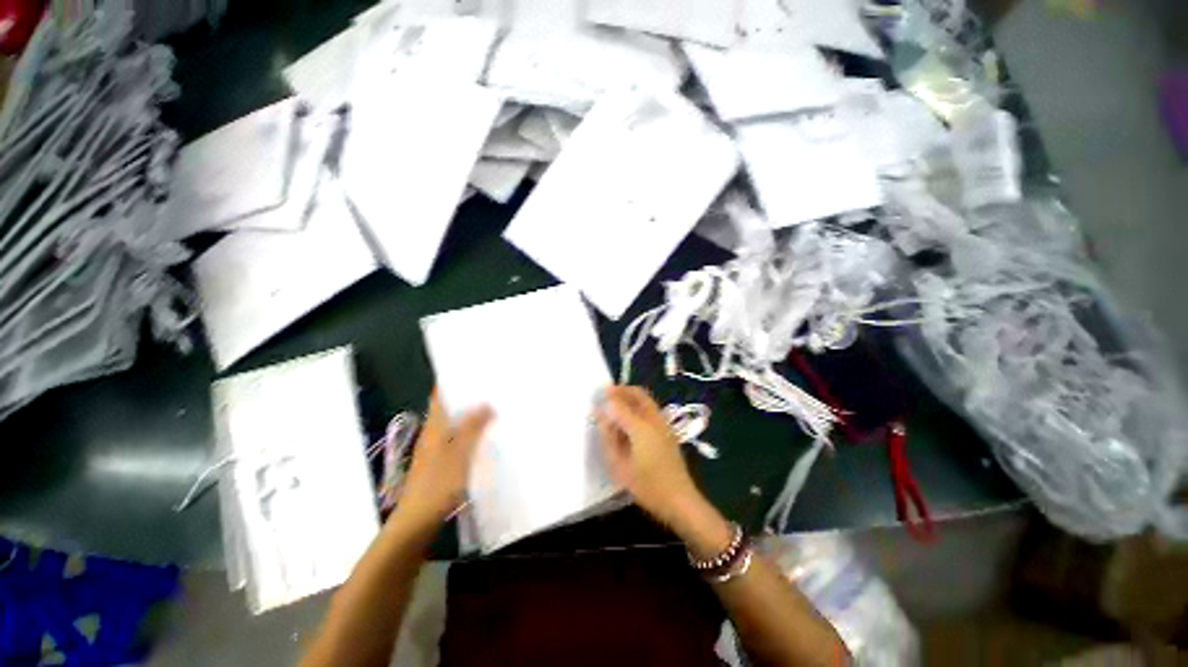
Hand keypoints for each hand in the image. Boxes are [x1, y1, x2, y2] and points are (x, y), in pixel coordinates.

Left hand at [396, 392, 492, 529]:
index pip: (440, 396)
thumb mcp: (461, 453)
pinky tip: (484, 436)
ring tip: (493, 408)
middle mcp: (433, 434)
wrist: (418, 521)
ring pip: (453, 425)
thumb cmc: (438, 484)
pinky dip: (469, 433)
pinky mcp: (439, 464)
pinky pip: (456, 440)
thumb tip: (486, 403)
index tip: (473, 372)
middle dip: (467, 398)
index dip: (452, 382)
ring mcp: (435, 450)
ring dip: (469, 416)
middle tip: (491, 388)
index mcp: (435, 426)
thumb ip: (473, 427)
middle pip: (449, 409)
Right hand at [596, 386, 707, 532]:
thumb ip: (608, 436)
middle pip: (638, 394)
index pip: (621, 402)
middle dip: (622, 390)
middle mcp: (654, 419)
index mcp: (641, 426)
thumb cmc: (647, 484)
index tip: (598, 393)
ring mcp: (663, 424)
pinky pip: (650, 410)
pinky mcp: (667, 431)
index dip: (609, 395)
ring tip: (615, 405)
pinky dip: (638, 406)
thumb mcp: (620, 464)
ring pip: (646, 400)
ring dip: (630, 397)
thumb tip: (600, 413)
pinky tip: (628, 419)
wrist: (679, 500)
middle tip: (607, 394)